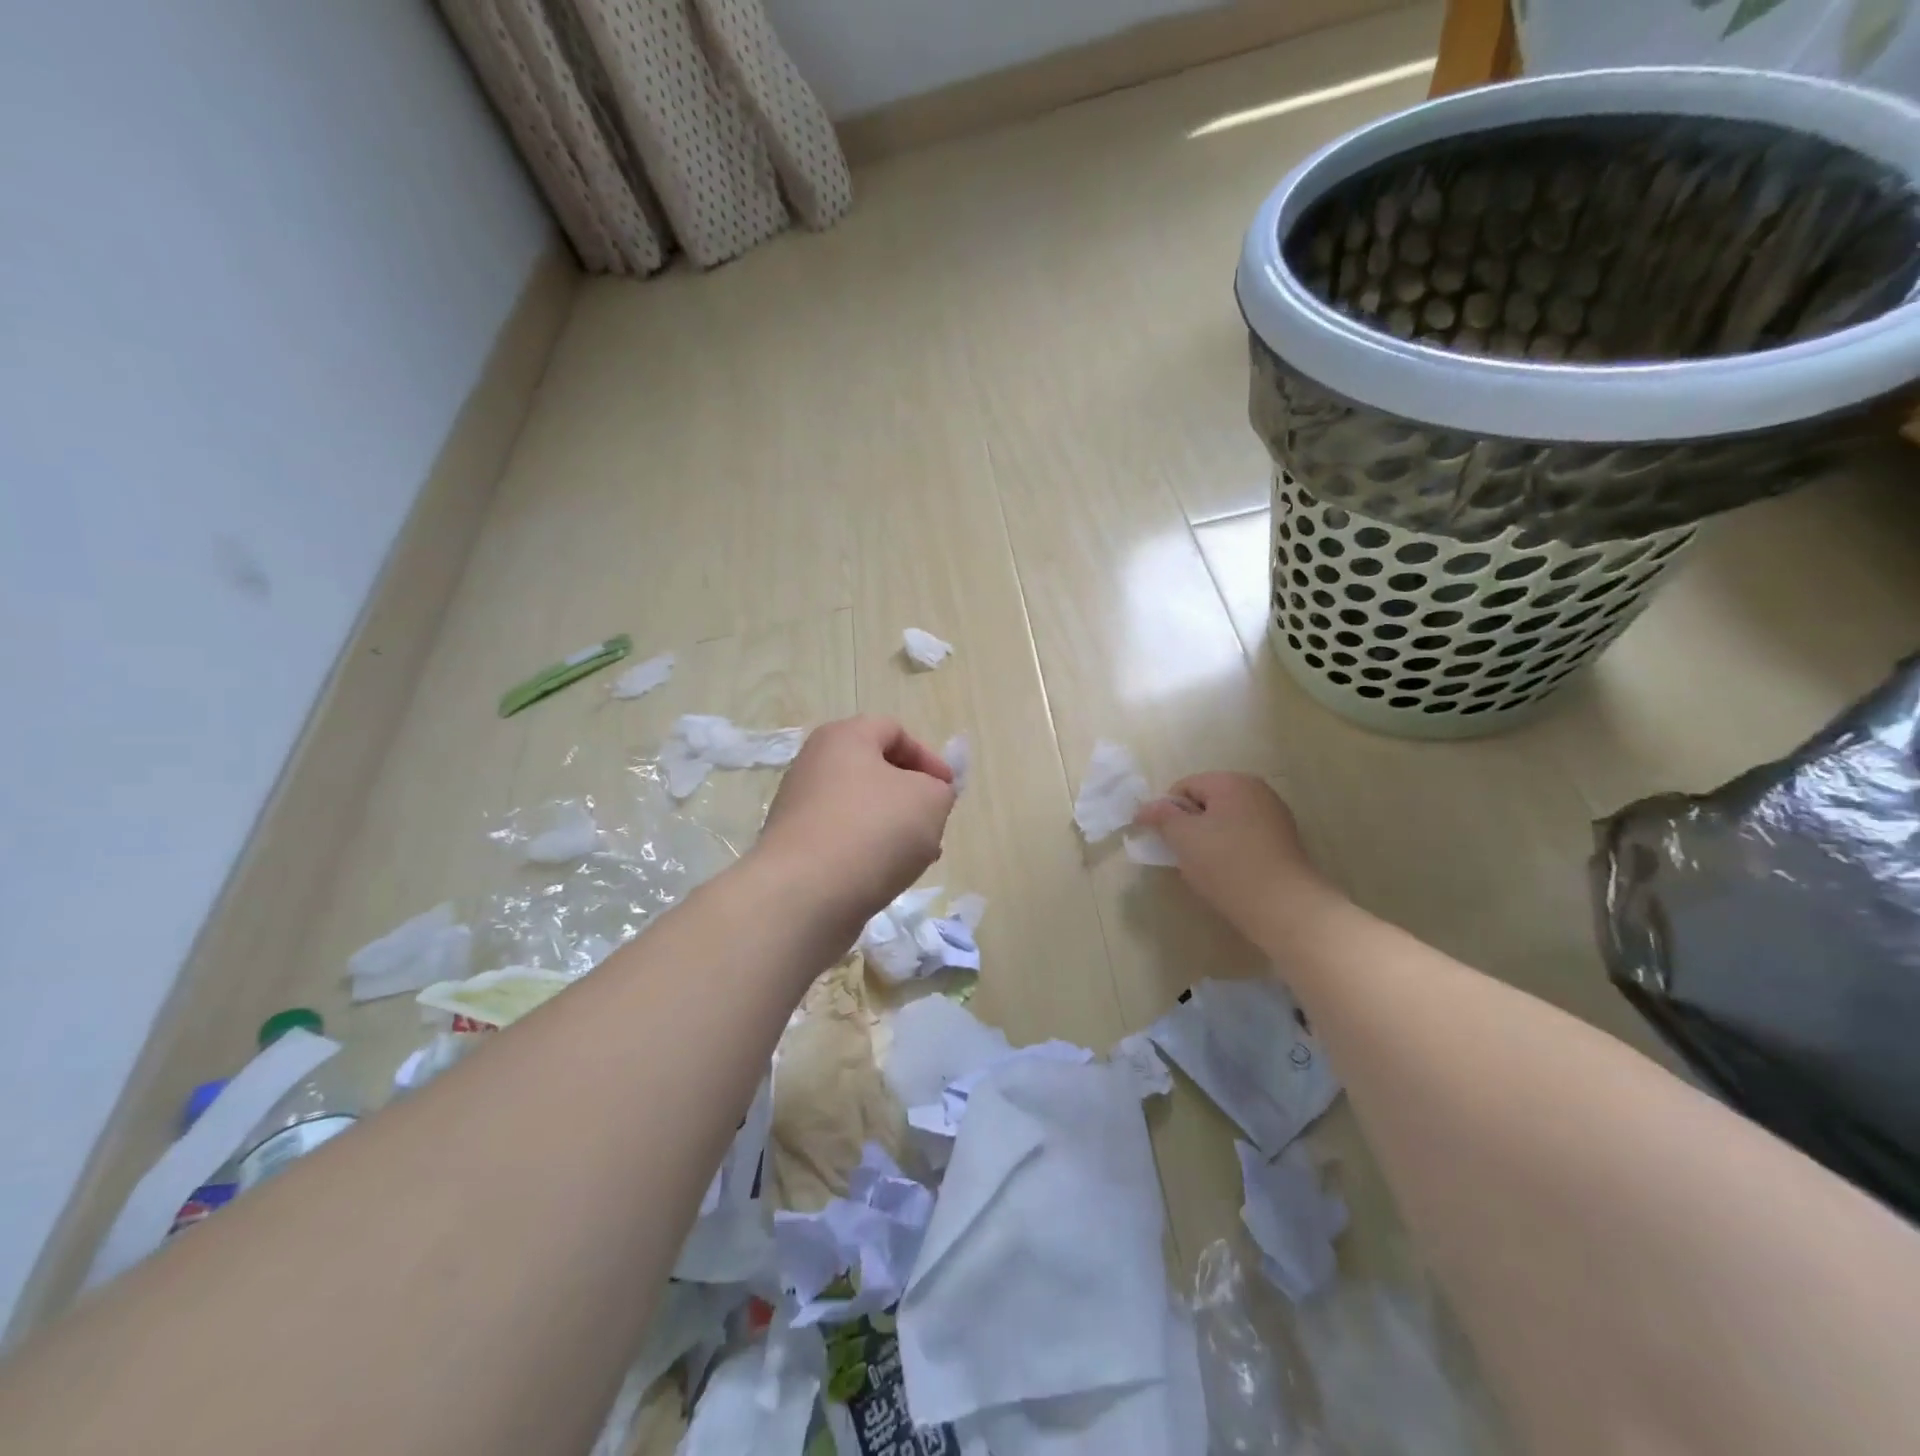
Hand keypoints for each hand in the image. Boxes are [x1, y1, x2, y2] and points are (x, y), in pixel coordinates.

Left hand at [756, 716, 957, 931]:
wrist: (804, 895)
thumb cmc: (873, 830)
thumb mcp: (930, 801)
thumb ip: (939, 790)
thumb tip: (926, 797)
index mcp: (843, 738)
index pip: (894, 730)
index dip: (928, 757)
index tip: (947, 791)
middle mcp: (814, 765)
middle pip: (875, 771)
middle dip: (911, 797)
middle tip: (933, 824)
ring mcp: (799, 807)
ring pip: (860, 809)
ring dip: (893, 828)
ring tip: (916, 859)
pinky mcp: (794, 848)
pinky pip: (842, 840)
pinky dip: (867, 852)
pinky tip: (885, 878)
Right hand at [1134, 772, 1335, 939]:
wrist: (1282, 906)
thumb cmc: (1226, 864)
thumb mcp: (1183, 838)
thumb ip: (1161, 816)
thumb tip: (1145, 808)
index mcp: (1231, 781)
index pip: (1184, 787)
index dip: (1168, 812)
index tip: (1167, 840)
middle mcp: (1256, 790)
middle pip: (1206, 802)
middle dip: (1190, 826)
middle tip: (1184, 855)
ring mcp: (1274, 815)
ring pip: (1225, 822)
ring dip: (1209, 840)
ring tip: (1206, 868)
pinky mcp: (1283, 841)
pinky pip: (1244, 837)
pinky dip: (1230, 850)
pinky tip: (1229, 874)